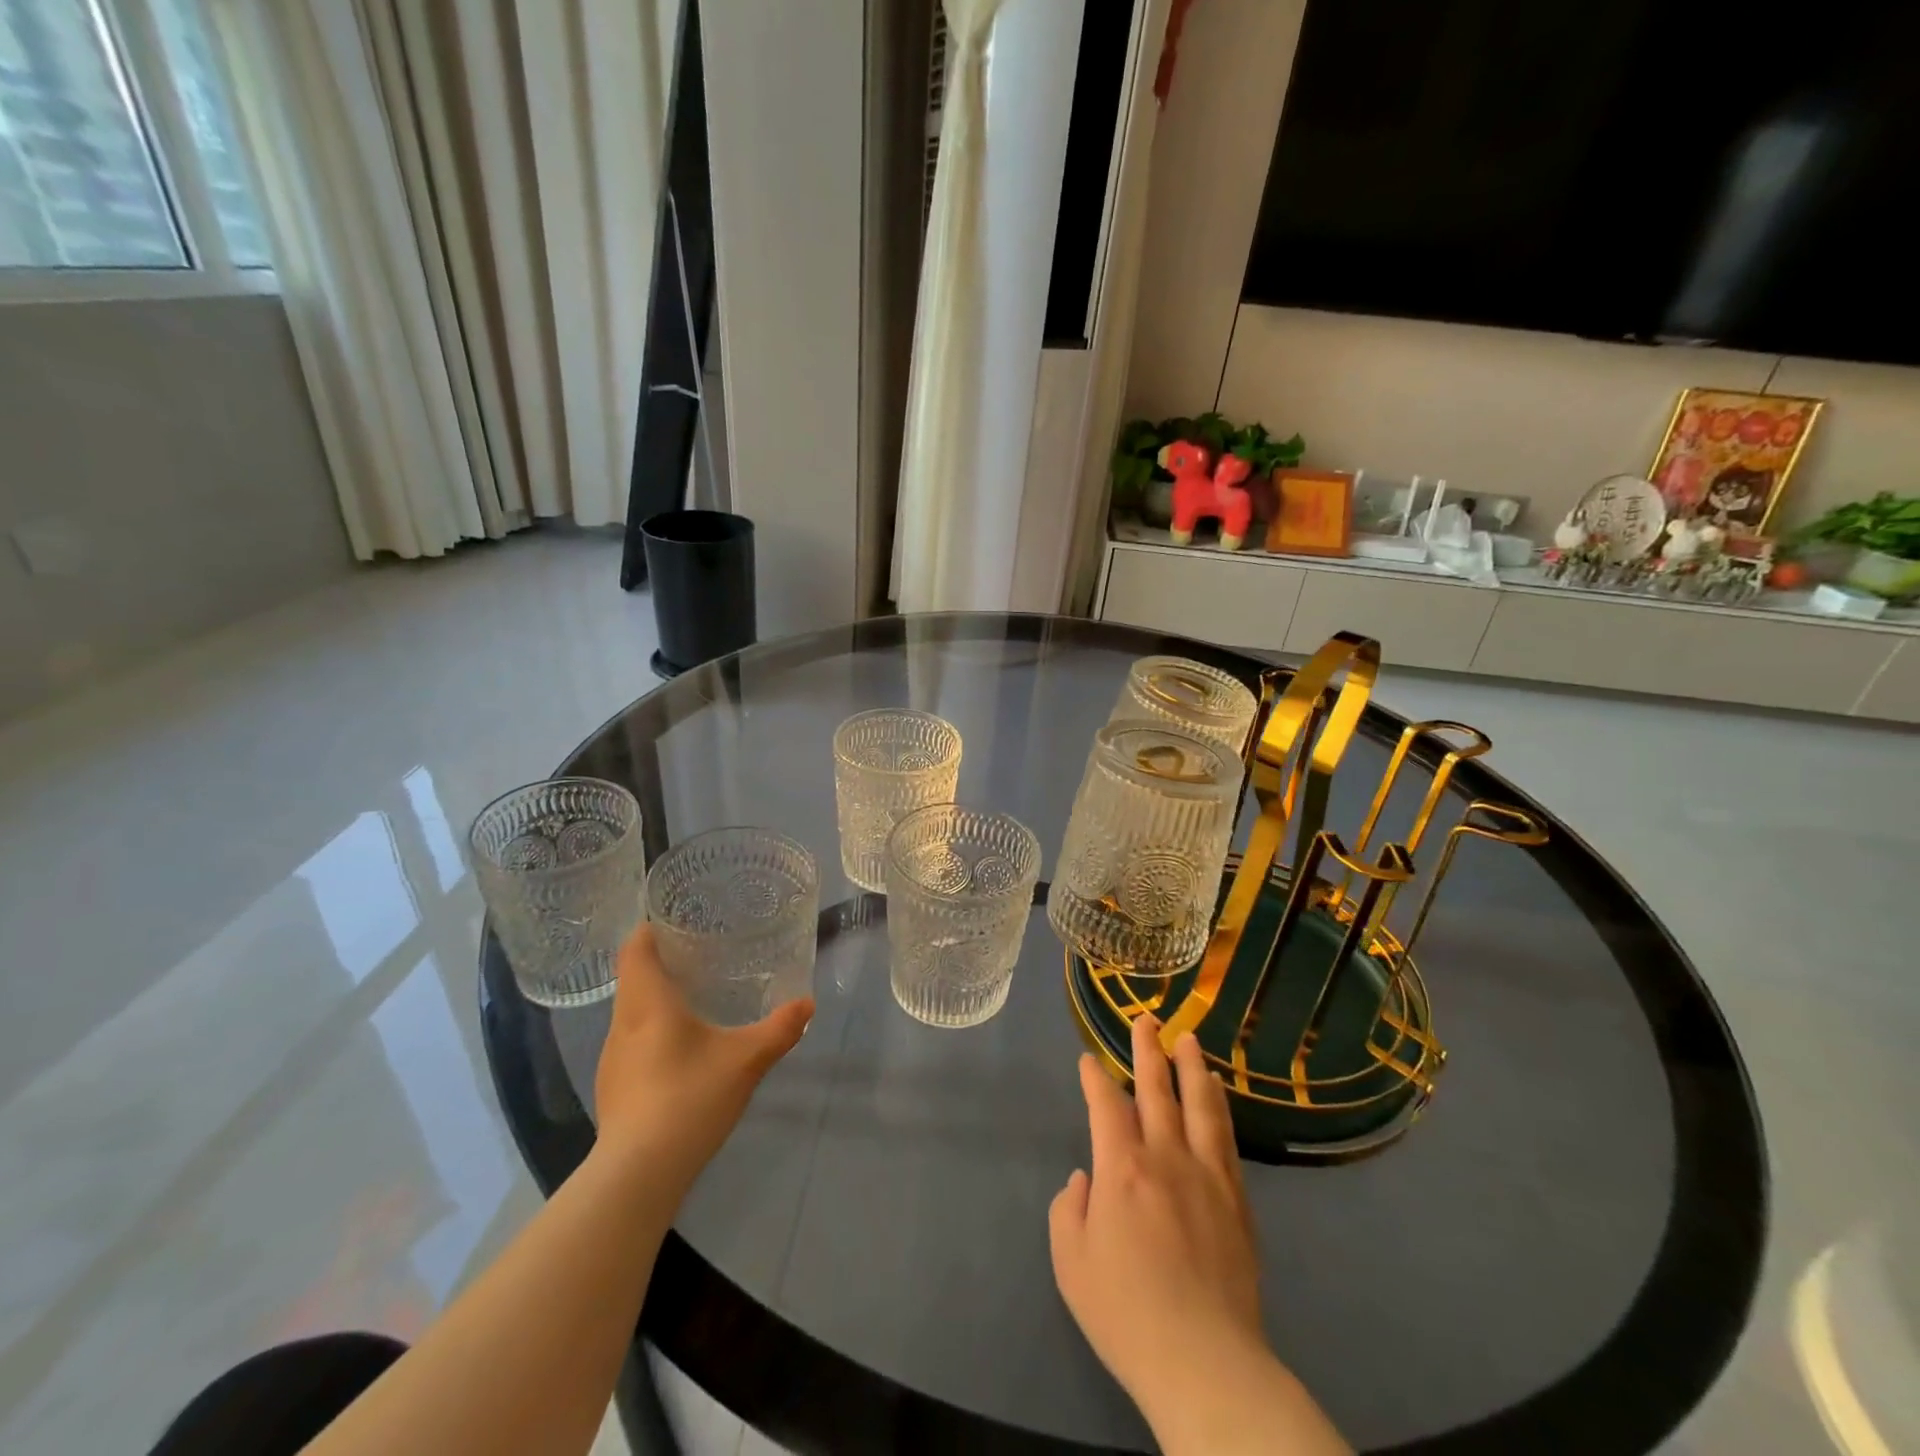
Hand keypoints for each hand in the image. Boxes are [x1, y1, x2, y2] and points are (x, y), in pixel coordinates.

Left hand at [592, 923, 811, 1191]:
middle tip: (700, 953)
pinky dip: (652, 1030)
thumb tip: (807, 1004)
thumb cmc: (689, 1098)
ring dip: (655, 997)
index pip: (635, 948)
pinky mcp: (612, 1088)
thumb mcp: (746, 1060)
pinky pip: (631, 1041)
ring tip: (693, 995)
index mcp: (647, 1003)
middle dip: (661, 961)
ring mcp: (612, 1059)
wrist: (637, 1175)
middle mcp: (622, 1023)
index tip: (677, 919)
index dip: (651, 928)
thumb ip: (779, 1029)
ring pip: (631, 1011)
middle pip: (633, 977)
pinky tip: (679, 1048)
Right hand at [1048, 1013, 1263, 1412]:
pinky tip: (1216, 1093)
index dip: (1095, 1077)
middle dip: (1148, 1050)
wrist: (1205, 1363)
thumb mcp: (1071, 1263)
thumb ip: (1069, 1210)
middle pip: (1156, 1089)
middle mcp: (1166, 1156)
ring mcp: (1207, 1175)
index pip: (1106, 1104)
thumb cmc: (1127, 1313)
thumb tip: (1086, 1180)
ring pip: (1199, 1104)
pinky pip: (1225, 1138)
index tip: (1089, 1060)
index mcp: (1121, 1167)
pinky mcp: (1237, 1200)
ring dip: (1191, 1067)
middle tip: (1147, 1019)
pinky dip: (1218, 1106)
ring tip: (1188, 1039)